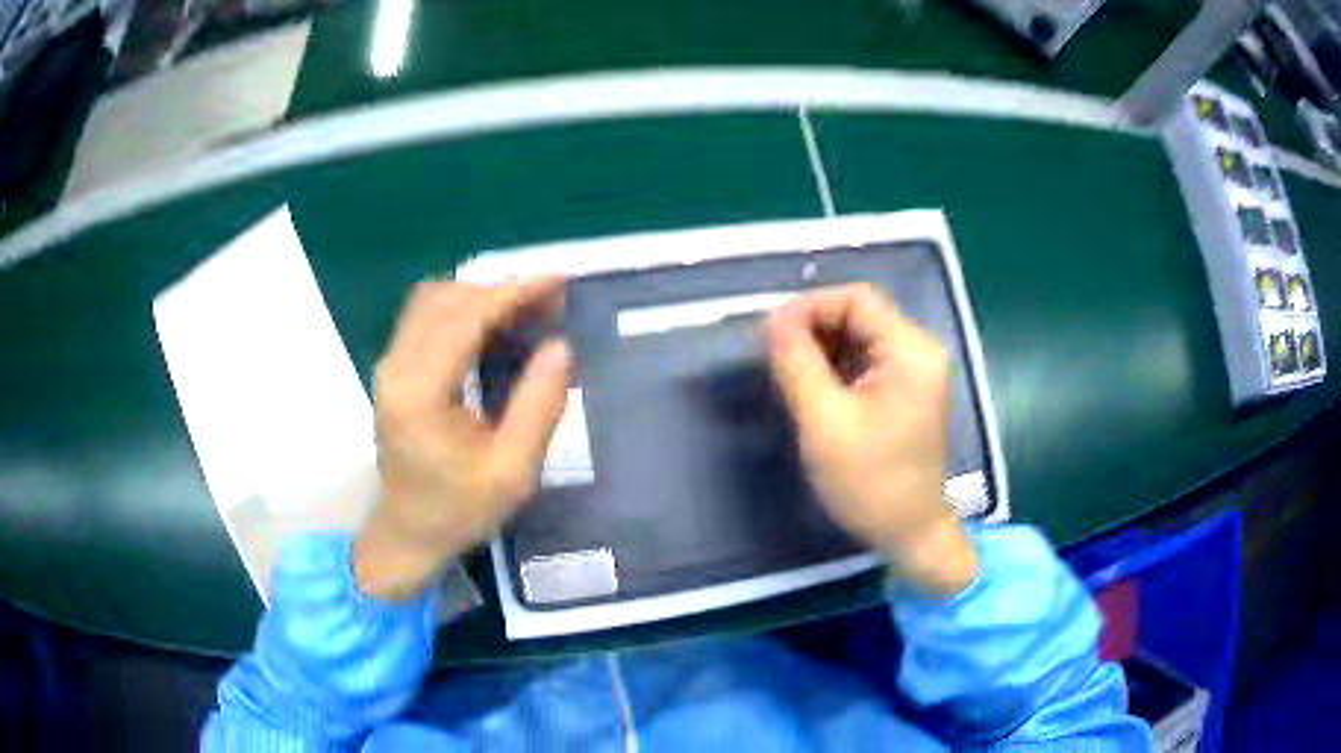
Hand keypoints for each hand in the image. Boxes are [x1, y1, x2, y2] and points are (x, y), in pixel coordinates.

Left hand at [353, 279, 571, 600]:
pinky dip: (462, 309)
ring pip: (432, 300)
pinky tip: (493, 326)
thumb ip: (538, 407)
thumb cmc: (459, 510)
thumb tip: (561, 346)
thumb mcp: (512, 472)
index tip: (558, 283)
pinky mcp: (393, 369)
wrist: (408, 532)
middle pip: (446, 298)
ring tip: (526, 311)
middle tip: (550, 302)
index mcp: (420, 392)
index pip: (466, 317)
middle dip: (501, 290)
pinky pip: (424, 317)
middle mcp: (396, 367)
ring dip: (480, 296)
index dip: (514, 293)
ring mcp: (389, 365)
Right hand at [767, 284, 976, 596]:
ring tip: (786, 372)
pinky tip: (811, 386)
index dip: (809, 307)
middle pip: (859, 314)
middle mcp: (918, 350)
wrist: (911, 534)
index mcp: (910, 351)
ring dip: (820, 346)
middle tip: (772, 356)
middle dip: (812, 327)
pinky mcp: (906, 390)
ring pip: (859, 336)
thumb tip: (772, 321)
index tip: (769, 335)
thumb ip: (797, 364)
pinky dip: (834, 365)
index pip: (856, 299)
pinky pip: (865, 360)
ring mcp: (915, 371)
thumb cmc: (871, 483)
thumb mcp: (825, 423)